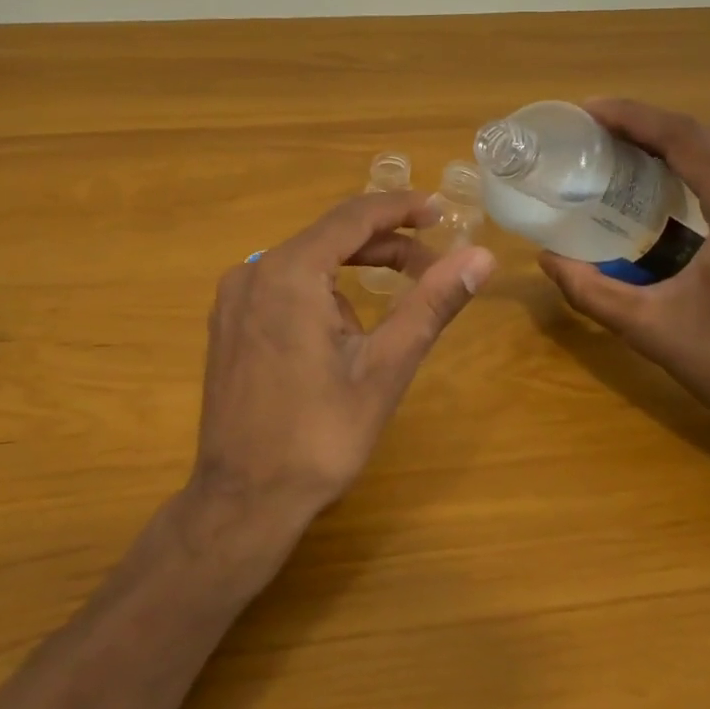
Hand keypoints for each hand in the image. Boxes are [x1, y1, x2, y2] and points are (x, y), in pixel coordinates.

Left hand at [193, 191, 496, 533]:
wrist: (243, 499)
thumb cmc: (319, 436)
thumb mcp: (385, 367)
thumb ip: (431, 304)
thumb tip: (482, 256)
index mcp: (289, 273)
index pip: (353, 217)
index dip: (400, 208)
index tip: (441, 211)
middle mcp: (253, 272)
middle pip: (328, 238)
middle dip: (383, 246)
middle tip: (431, 266)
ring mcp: (233, 298)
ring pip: (305, 263)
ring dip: (351, 274)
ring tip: (386, 320)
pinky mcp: (227, 324)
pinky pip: (281, 287)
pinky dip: (319, 294)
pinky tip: (336, 340)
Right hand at [539, 99, 709, 464]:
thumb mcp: (650, 328)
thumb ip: (590, 290)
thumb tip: (547, 259)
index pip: (685, 139)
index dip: (633, 117)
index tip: (588, 110)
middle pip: (708, 139)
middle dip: (649, 126)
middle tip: (596, 129)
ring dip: (675, 146)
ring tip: (623, 149)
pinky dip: (698, 170)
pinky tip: (667, 187)